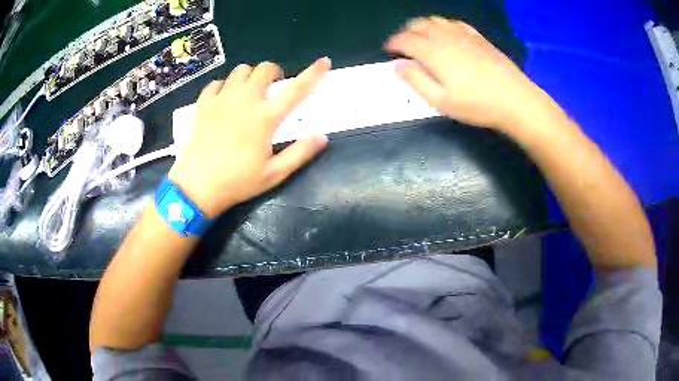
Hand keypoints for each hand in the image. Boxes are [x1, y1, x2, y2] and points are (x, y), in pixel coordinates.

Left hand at [168, 58, 331, 217]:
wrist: (198, 186)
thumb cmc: (238, 182)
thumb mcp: (274, 173)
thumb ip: (300, 153)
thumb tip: (322, 136)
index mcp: (266, 117)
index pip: (296, 89)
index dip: (313, 73)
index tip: (323, 62)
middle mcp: (245, 100)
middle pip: (265, 69)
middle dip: (274, 73)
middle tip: (274, 87)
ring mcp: (222, 99)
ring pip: (241, 71)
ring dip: (250, 76)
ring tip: (249, 91)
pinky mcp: (204, 103)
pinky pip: (218, 82)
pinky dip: (226, 86)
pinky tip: (226, 99)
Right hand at [385, 17, 550, 130]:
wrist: (515, 100)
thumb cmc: (477, 104)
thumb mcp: (441, 101)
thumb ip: (416, 81)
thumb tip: (398, 65)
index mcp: (433, 52)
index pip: (405, 40)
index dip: (393, 43)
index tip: (389, 50)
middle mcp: (445, 37)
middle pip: (418, 25)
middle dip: (405, 32)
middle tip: (403, 45)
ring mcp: (463, 35)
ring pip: (435, 21)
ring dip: (422, 26)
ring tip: (421, 38)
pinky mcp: (478, 37)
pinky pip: (454, 23)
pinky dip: (443, 25)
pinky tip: (445, 34)